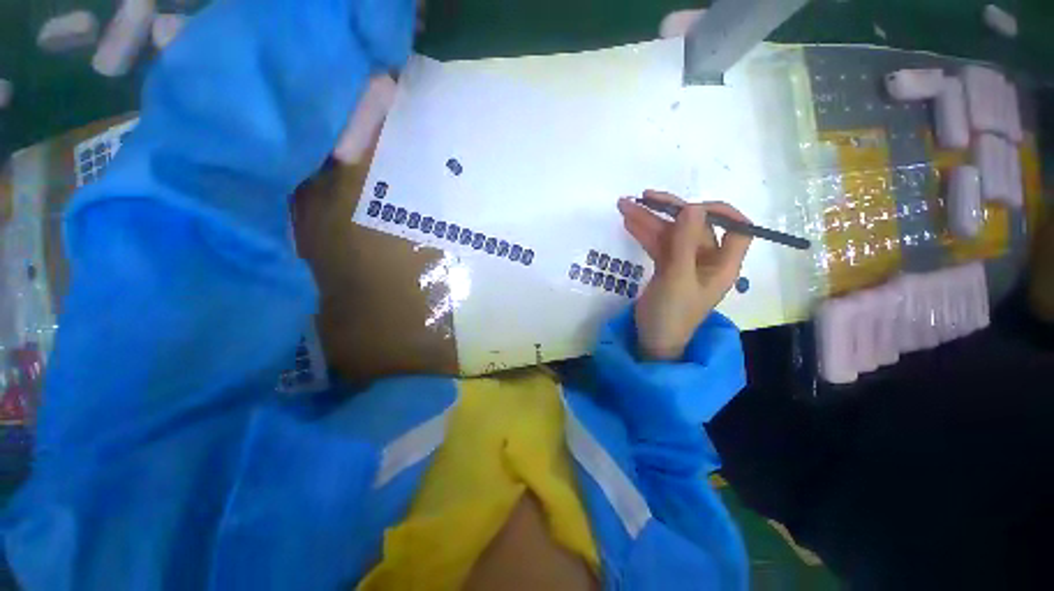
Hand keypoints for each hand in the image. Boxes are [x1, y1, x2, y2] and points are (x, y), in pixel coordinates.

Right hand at [618, 191, 752, 360]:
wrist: (653, 340)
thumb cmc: (672, 314)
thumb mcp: (678, 278)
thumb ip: (685, 243)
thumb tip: (692, 207)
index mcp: (722, 263)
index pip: (737, 229)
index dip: (720, 212)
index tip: (690, 207)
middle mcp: (707, 259)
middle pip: (693, 227)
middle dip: (667, 211)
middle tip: (642, 198)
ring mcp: (684, 263)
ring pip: (670, 234)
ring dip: (648, 220)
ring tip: (624, 206)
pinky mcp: (666, 268)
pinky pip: (657, 245)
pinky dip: (644, 234)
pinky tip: (629, 223)